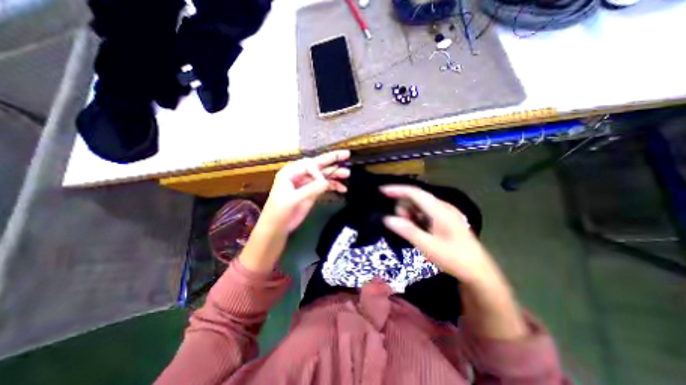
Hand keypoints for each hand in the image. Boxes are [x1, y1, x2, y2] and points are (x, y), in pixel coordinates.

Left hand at [239, 151, 347, 273]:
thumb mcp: (292, 199)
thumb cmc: (279, 212)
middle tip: (346, 155)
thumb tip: (326, 182)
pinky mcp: (312, 192)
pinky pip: (325, 186)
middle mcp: (300, 175)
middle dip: (332, 161)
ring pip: (323, 175)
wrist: (277, 228)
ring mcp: (307, 184)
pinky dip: (334, 186)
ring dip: (335, 174)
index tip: (324, 182)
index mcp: (290, 172)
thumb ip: (310, 189)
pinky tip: (343, 188)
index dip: (319, 170)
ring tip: (347, 174)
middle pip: (318, 165)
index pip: (309, 164)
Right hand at [381, 186, 525, 338]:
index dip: (397, 190)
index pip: (414, 192)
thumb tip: (387, 219)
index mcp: (439, 210)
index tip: (382, 191)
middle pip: (416, 198)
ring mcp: (444, 212)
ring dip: (409, 215)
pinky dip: (416, 219)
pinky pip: (425, 213)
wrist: (477, 271)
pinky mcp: (444, 219)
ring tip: (410, 231)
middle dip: (403, 208)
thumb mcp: (428, 246)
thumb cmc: (454, 258)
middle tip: (400, 225)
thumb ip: (407, 230)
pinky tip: (417, 231)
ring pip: (419, 206)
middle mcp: (442, 207)